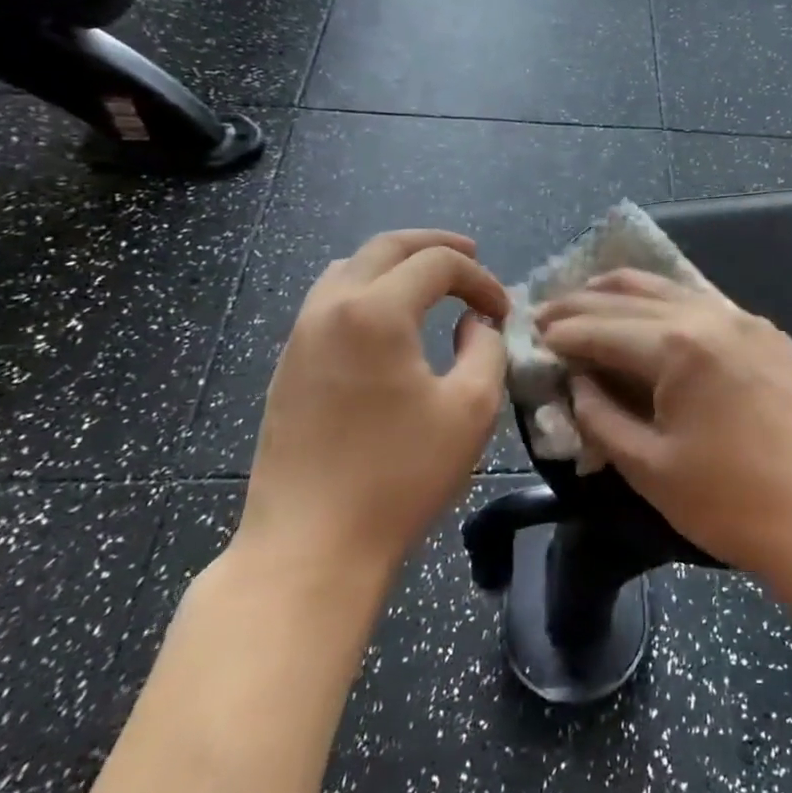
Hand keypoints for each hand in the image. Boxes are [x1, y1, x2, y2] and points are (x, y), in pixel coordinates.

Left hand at [233, 231, 509, 588]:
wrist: (309, 547)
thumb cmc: (399, 476)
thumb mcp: (471, 408)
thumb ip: (486, 348)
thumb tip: (474, 322)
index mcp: (376, 312)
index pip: (437, 264)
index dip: (480, 278)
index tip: (503, 311)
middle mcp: (330, 308)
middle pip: (385, 247)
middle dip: (434, 246)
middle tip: (471, 255)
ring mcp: (301, 335)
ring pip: (350, 268)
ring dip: (395, 264)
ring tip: (430, 280)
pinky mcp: (288, 365)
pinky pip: (328, 300)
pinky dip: (367, 289)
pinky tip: (388, 320)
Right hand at [534, 269, 791, 578]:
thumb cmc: (729, 502)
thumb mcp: (647, 466)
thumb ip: (600, 416)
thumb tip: (577, 382)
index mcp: (678, 346)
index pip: (603, 328)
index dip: (563, 333)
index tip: (531, 335)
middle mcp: (711, 315)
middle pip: (631, 297)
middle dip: (582, 304)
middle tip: (545, 311)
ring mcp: (744, 319)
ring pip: (669, 289)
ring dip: (622, 293)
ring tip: (586, 299)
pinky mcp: (766, 333)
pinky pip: (704, 302)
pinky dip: (665, 302)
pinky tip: (647, 312)